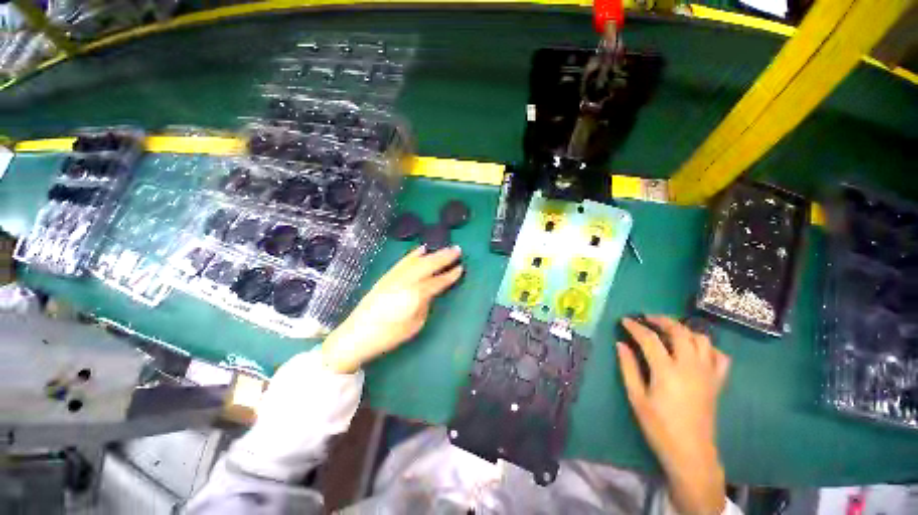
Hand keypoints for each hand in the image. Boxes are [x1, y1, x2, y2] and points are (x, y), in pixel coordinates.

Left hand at [322, 246, 462, 373]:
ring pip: (416, 260)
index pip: (437, 282)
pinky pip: (403, 261)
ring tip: (444, 248)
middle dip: (444, 257)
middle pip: (428, 265)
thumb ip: (425, 304)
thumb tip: (430, 293)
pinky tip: (421, 249)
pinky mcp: (386, 276)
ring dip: (432, 253)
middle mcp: (405, 281)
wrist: (356, 335)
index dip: (450, 275)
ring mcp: (394, 277)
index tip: (461, 268)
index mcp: (414, 295)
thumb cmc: (389, 336)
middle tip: (457, 250)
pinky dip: (414, 254)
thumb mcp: (414, 325)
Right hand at [617, 316, 730, 514]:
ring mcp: (707, 373)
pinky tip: (695, 350)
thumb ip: (628, 368)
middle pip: (679, 331)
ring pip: (701, 339)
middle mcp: (690, 366)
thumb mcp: (636, 397)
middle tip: (647, 319)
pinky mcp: (717, 382)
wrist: (691, 452)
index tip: (624, 321)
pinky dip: (708, 347)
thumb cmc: (659, 426)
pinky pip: (720, 356)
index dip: (635, 327)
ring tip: (669, 331)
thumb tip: (620, 344)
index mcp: (667, 371)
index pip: (649, 339)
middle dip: (661, 320)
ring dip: (684, 330)